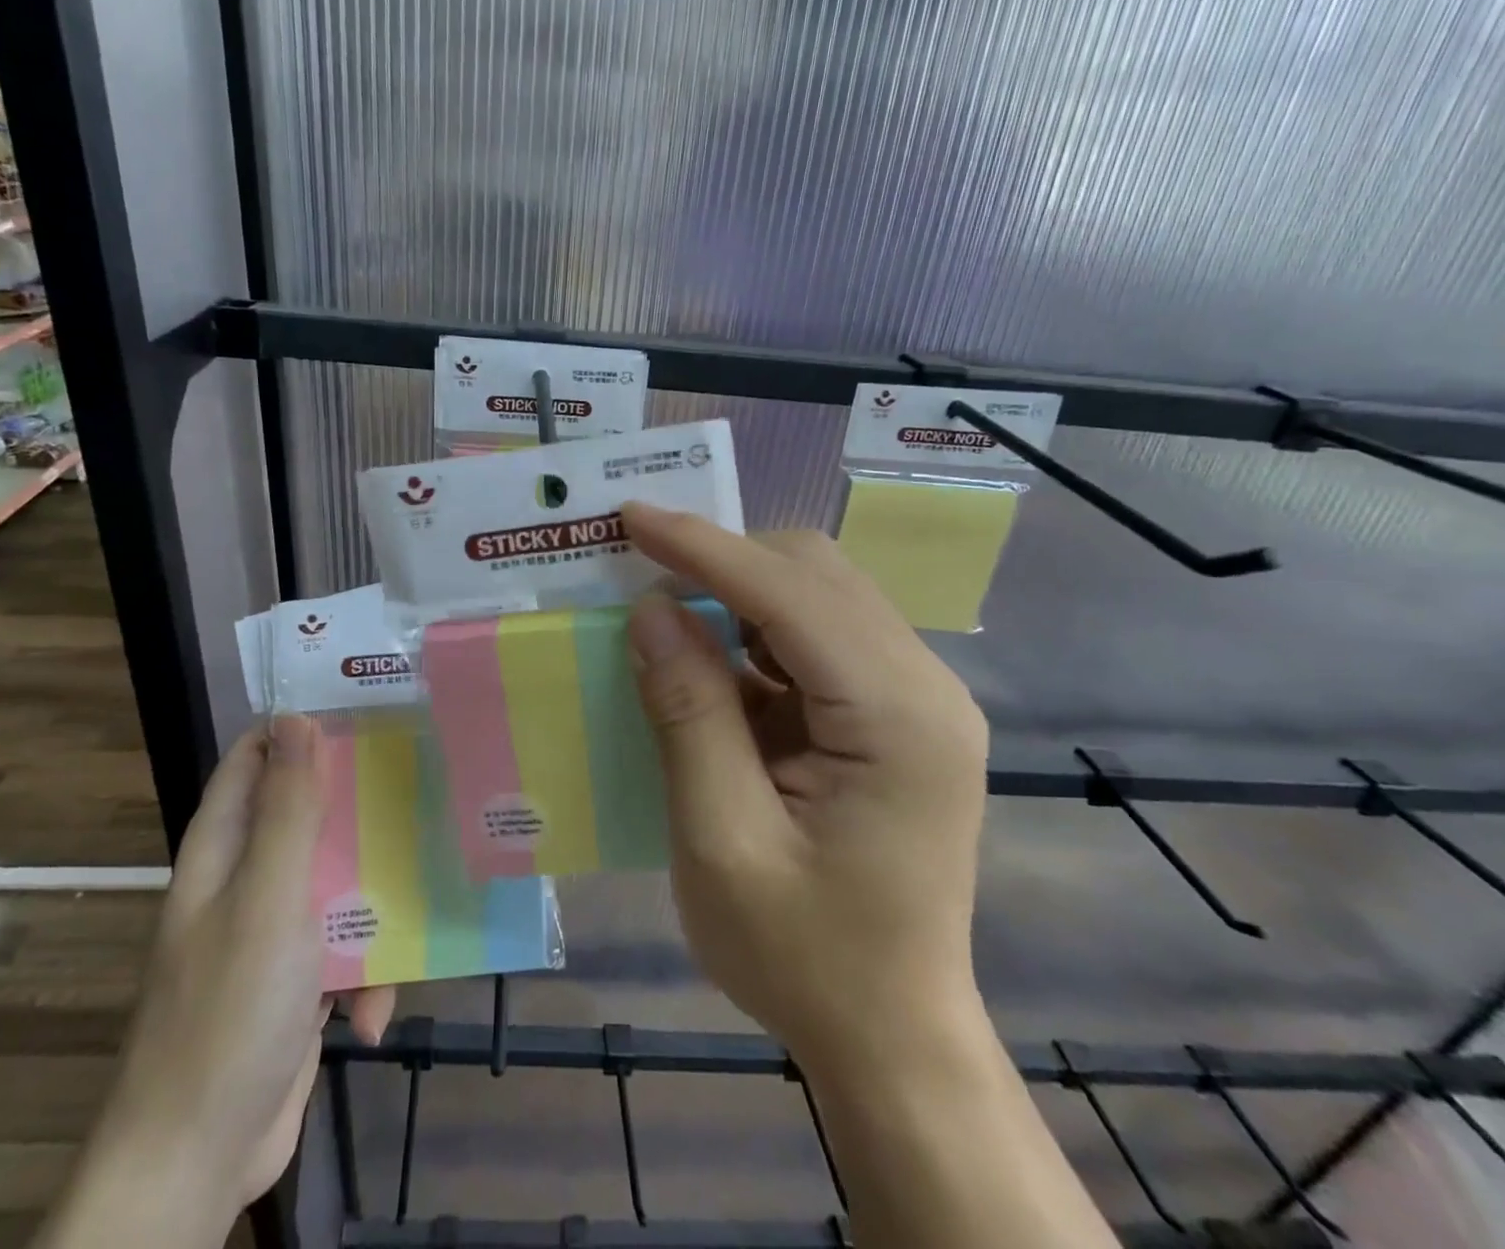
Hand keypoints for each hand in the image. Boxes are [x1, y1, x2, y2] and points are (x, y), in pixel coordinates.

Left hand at [42, 717, 391, 1248]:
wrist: (199, 1159)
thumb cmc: (229, 1011)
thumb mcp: (267, 897)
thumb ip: (287, 809)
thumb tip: (296, 717)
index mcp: (225, 848)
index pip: (256, 758)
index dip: (302, 729)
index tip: (369, 713)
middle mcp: (246, 879)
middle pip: (308, 816)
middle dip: (360, 808)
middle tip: (421, 788)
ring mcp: (273, 932)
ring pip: (336, 881)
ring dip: (375, 896)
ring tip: (425, 894)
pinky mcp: (299, 981)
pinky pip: (345, 948)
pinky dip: (365, 970)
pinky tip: (377, 1006)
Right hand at [621, 503, 990, 1073]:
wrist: (891, 1037)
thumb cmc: (804, 957)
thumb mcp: (721, 840)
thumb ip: (688, 713)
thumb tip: (651, 609)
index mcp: (897, 718)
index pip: (790, 593)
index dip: (704, 547)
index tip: (631, 516)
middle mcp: (923, 687)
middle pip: (815, 575)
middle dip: (722, 560)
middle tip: (638, 570)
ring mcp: (916, 698)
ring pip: (817, 595)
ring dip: (737, 591)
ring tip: (665, 610)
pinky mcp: (895, 714)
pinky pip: (818, 638)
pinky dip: (756, 632)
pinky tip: (710, 662)